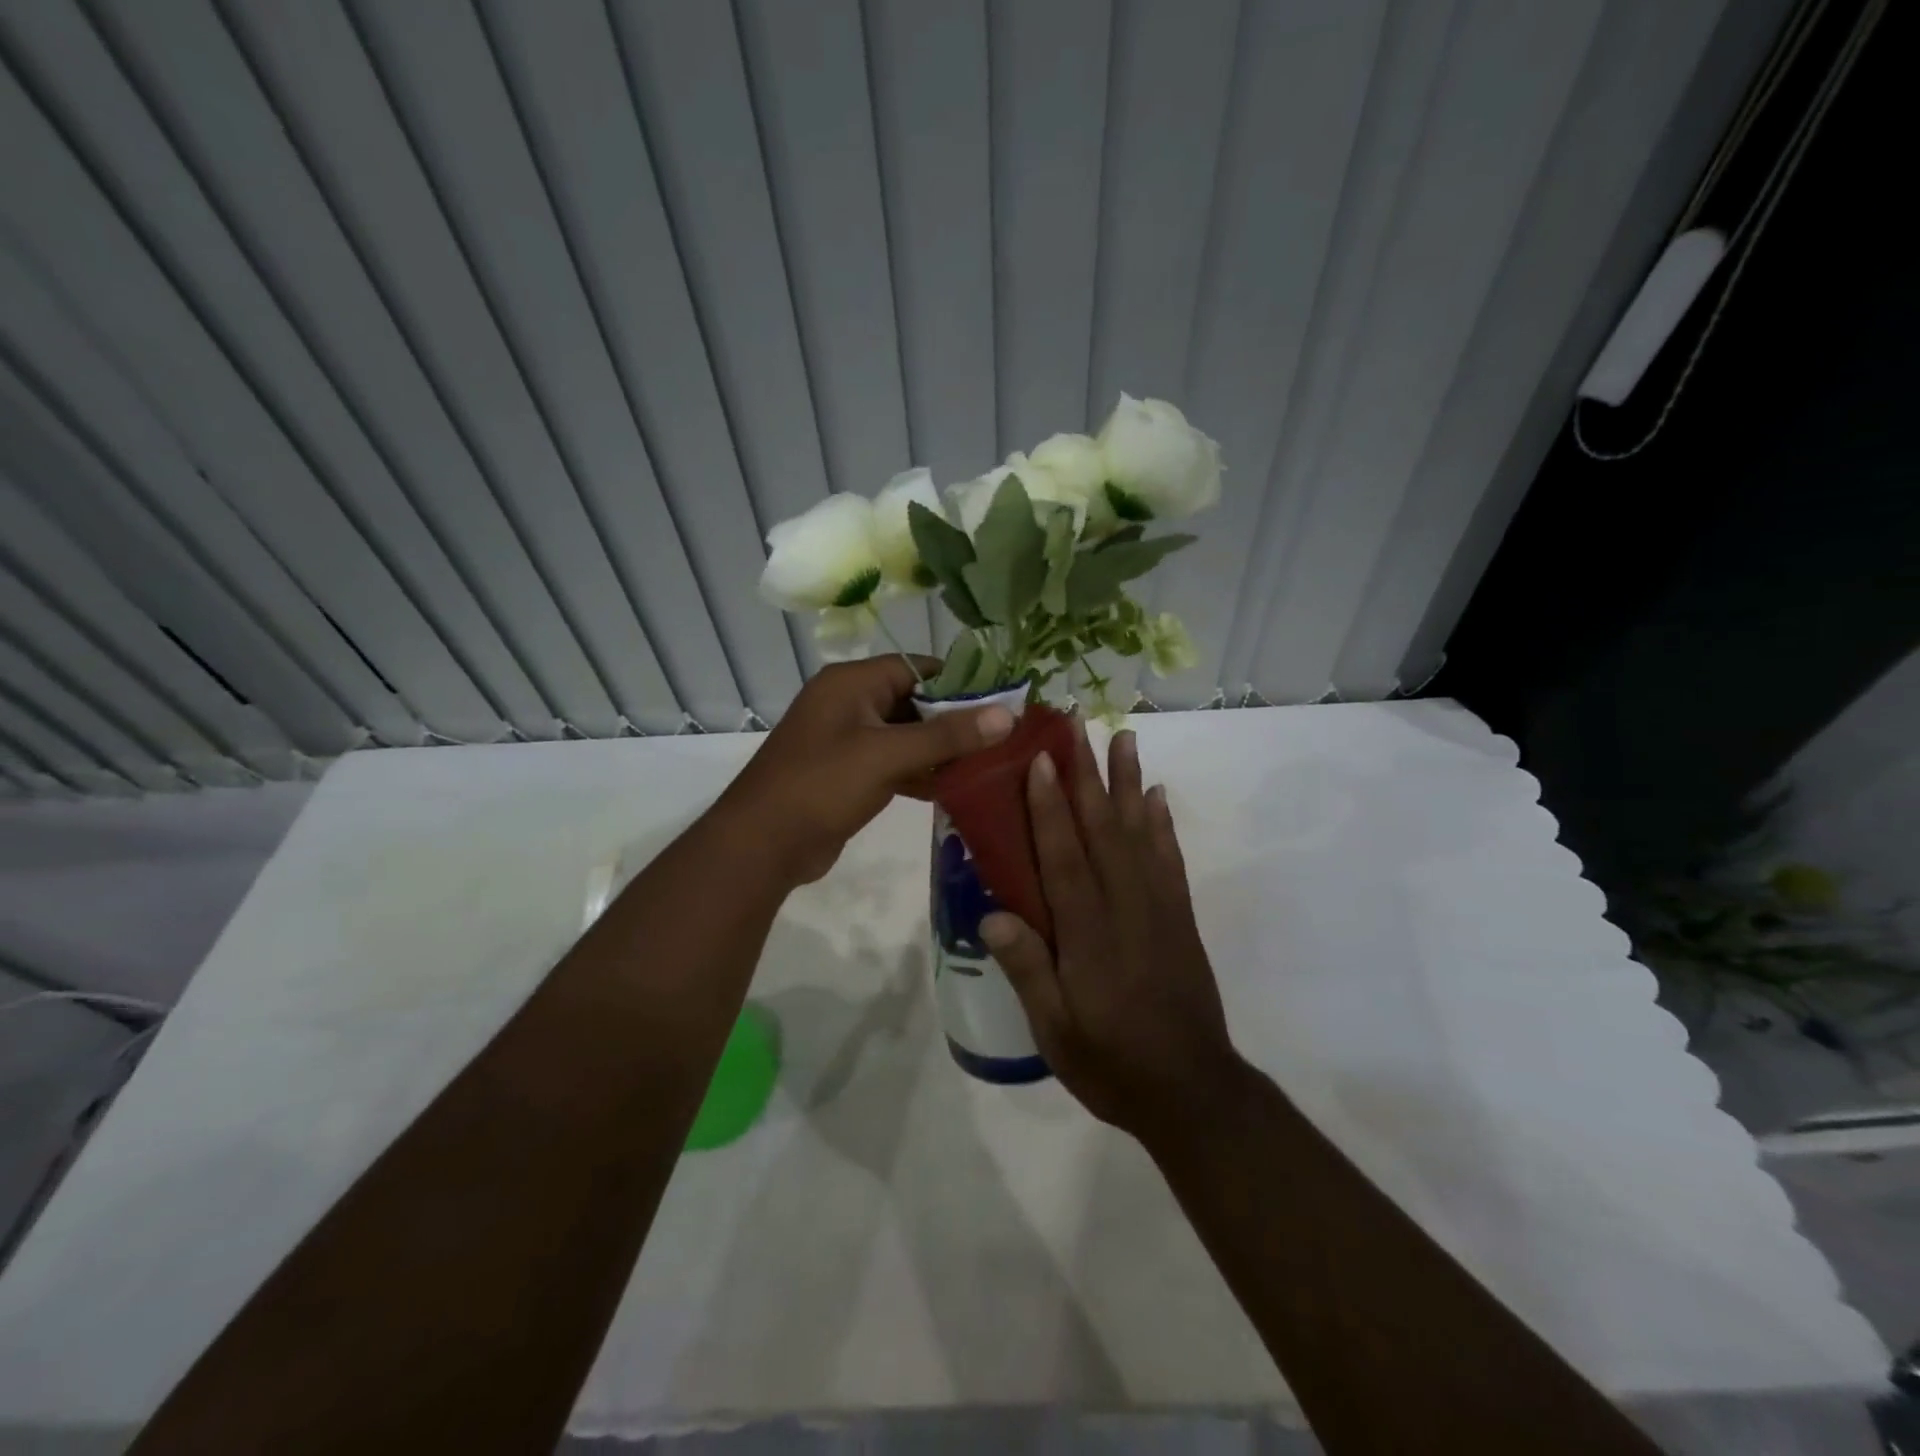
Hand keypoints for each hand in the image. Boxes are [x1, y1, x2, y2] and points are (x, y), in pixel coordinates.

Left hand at [716, 657, 1013, 885]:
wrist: (762, 844)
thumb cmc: (822, 785)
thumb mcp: (887, 755)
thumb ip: (947, 735)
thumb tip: (1007, 715)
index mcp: (851, 683)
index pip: (917, 667)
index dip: (960, 681)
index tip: (1003, 701)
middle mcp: (849, 703)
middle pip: (914, 701)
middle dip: (955, 720)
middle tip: (1003, 737)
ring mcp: (847, 740)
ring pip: (906, 736)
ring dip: (941, 750)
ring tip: (989, 764)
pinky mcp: (849, 774)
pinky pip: (894, 763)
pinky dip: (920, 772)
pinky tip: (955, 789)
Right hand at [983, 726, 1243, 1149]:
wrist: (1192, 1092)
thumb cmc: (1112, 1063)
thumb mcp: (1056, 1032)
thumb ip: (1028, 971)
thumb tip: (992, 915)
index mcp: (1088, 934)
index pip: (1065, 857)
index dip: (1050, 806)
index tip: (1041, 759)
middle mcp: (1125, 908)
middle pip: (1103, 829)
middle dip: (1088, 773)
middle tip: (1078, 725)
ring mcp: (1158, 908)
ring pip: (1141, 833)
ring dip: (1130, 782)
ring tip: (1125, 737)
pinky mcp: (1180, 918)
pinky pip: (1170, 859)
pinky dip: (1163, 823)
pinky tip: (1158, 796)